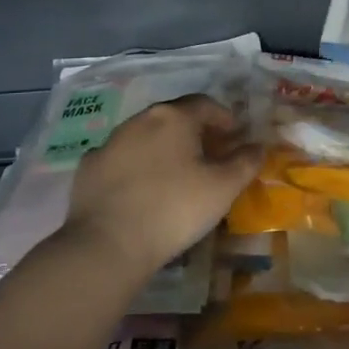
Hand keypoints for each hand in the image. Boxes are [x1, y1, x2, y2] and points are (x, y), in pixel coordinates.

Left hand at [60, 95, 262, 275]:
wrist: (108, 244)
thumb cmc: (175, 209)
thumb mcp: (223, 188)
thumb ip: (246, 162)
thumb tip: (258, 146)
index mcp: (173, 117)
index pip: (205, 104)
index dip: (225, 118)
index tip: (235, 137)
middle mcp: (139, 120)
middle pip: (174, 117)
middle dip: (195, 132)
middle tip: (210, 156)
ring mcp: (109, 142)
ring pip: (145, 136)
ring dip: (164, 148)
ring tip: (177, 175)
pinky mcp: (89, 167)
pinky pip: (121, 159)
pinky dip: (137, 167)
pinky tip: (142, 190)